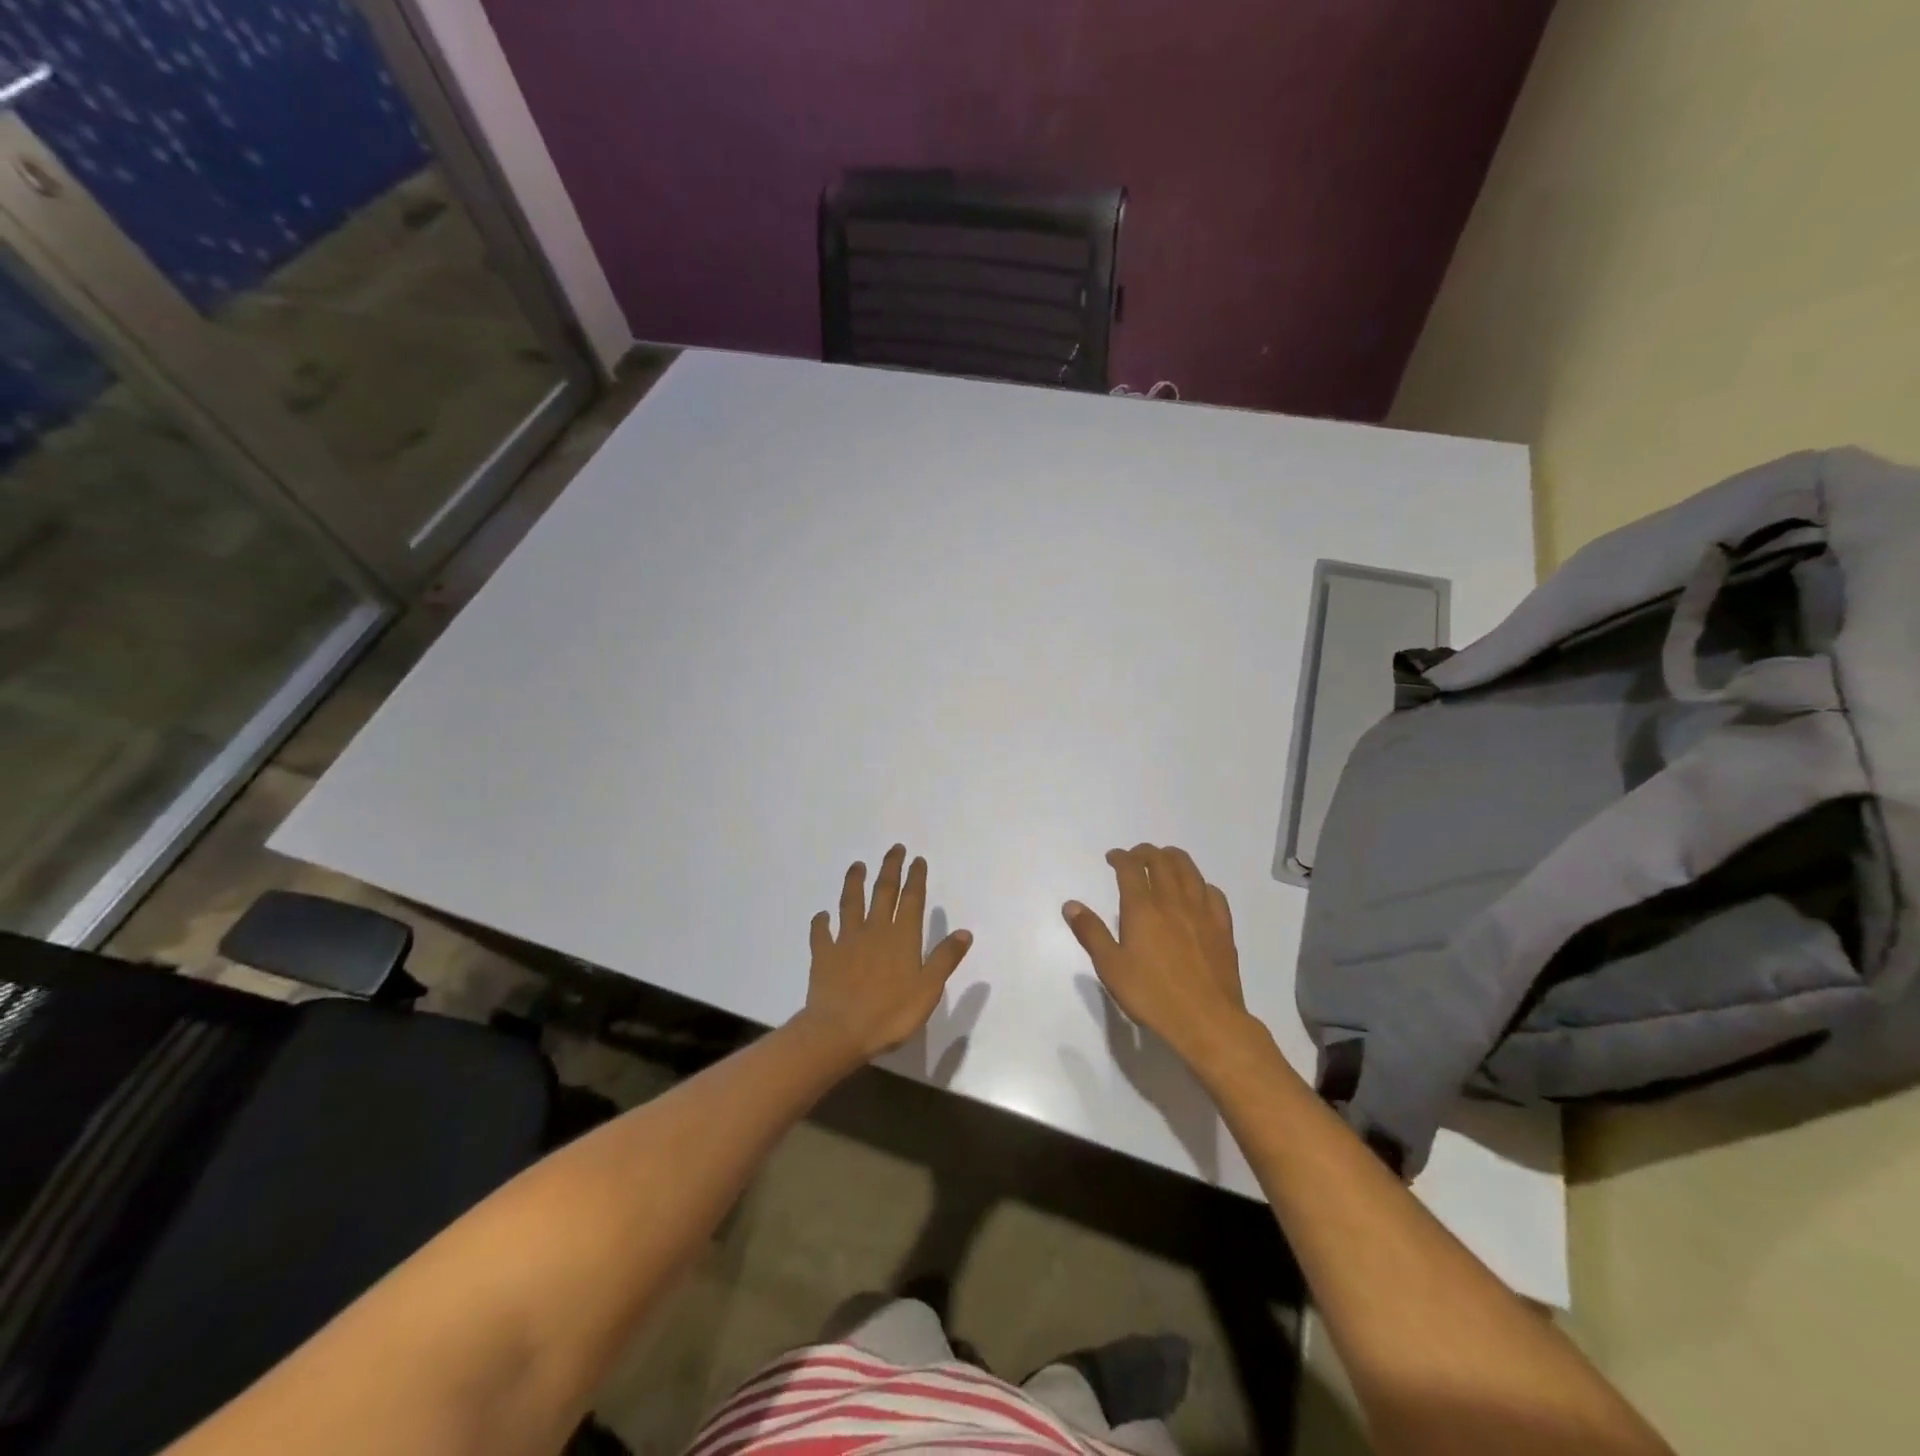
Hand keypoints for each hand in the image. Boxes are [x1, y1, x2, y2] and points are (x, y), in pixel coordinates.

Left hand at [798, 844, 973, 1062]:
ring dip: (855, 883)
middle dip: (890, 869)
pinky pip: (821, 933)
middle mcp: (875, 930)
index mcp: (902, 938)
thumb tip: (964, 932)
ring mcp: (846, 941)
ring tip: (857, 866)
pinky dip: (821, 922)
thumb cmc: (890, 1014)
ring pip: (851, 903)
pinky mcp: (824, 955)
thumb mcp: (928, 990)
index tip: (917, 859)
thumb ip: (945, 959)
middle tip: (894, 849)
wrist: (839, 1031)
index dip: (915, 878)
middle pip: (883, 892)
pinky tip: (822, 915)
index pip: (912, 900)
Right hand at [1063, 844, 1253, 1063]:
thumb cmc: (1152, 995)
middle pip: (1162, 862)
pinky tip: (1197, 890)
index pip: (1131, 868)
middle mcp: (1173, 901)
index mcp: (1143, 908)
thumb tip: (1070, 905)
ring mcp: (1202, 913)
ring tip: (1164, 860)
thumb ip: (1091, 932)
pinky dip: (1200, 883)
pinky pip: (1213, 893)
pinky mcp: (1223, 928)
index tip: (1112, 857)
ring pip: (1190, 871)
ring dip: (1174, 858)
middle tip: (1135, 855)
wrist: (1206, 1021)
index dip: (1121, 857)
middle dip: (1146, 852)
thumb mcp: (1110, 967)